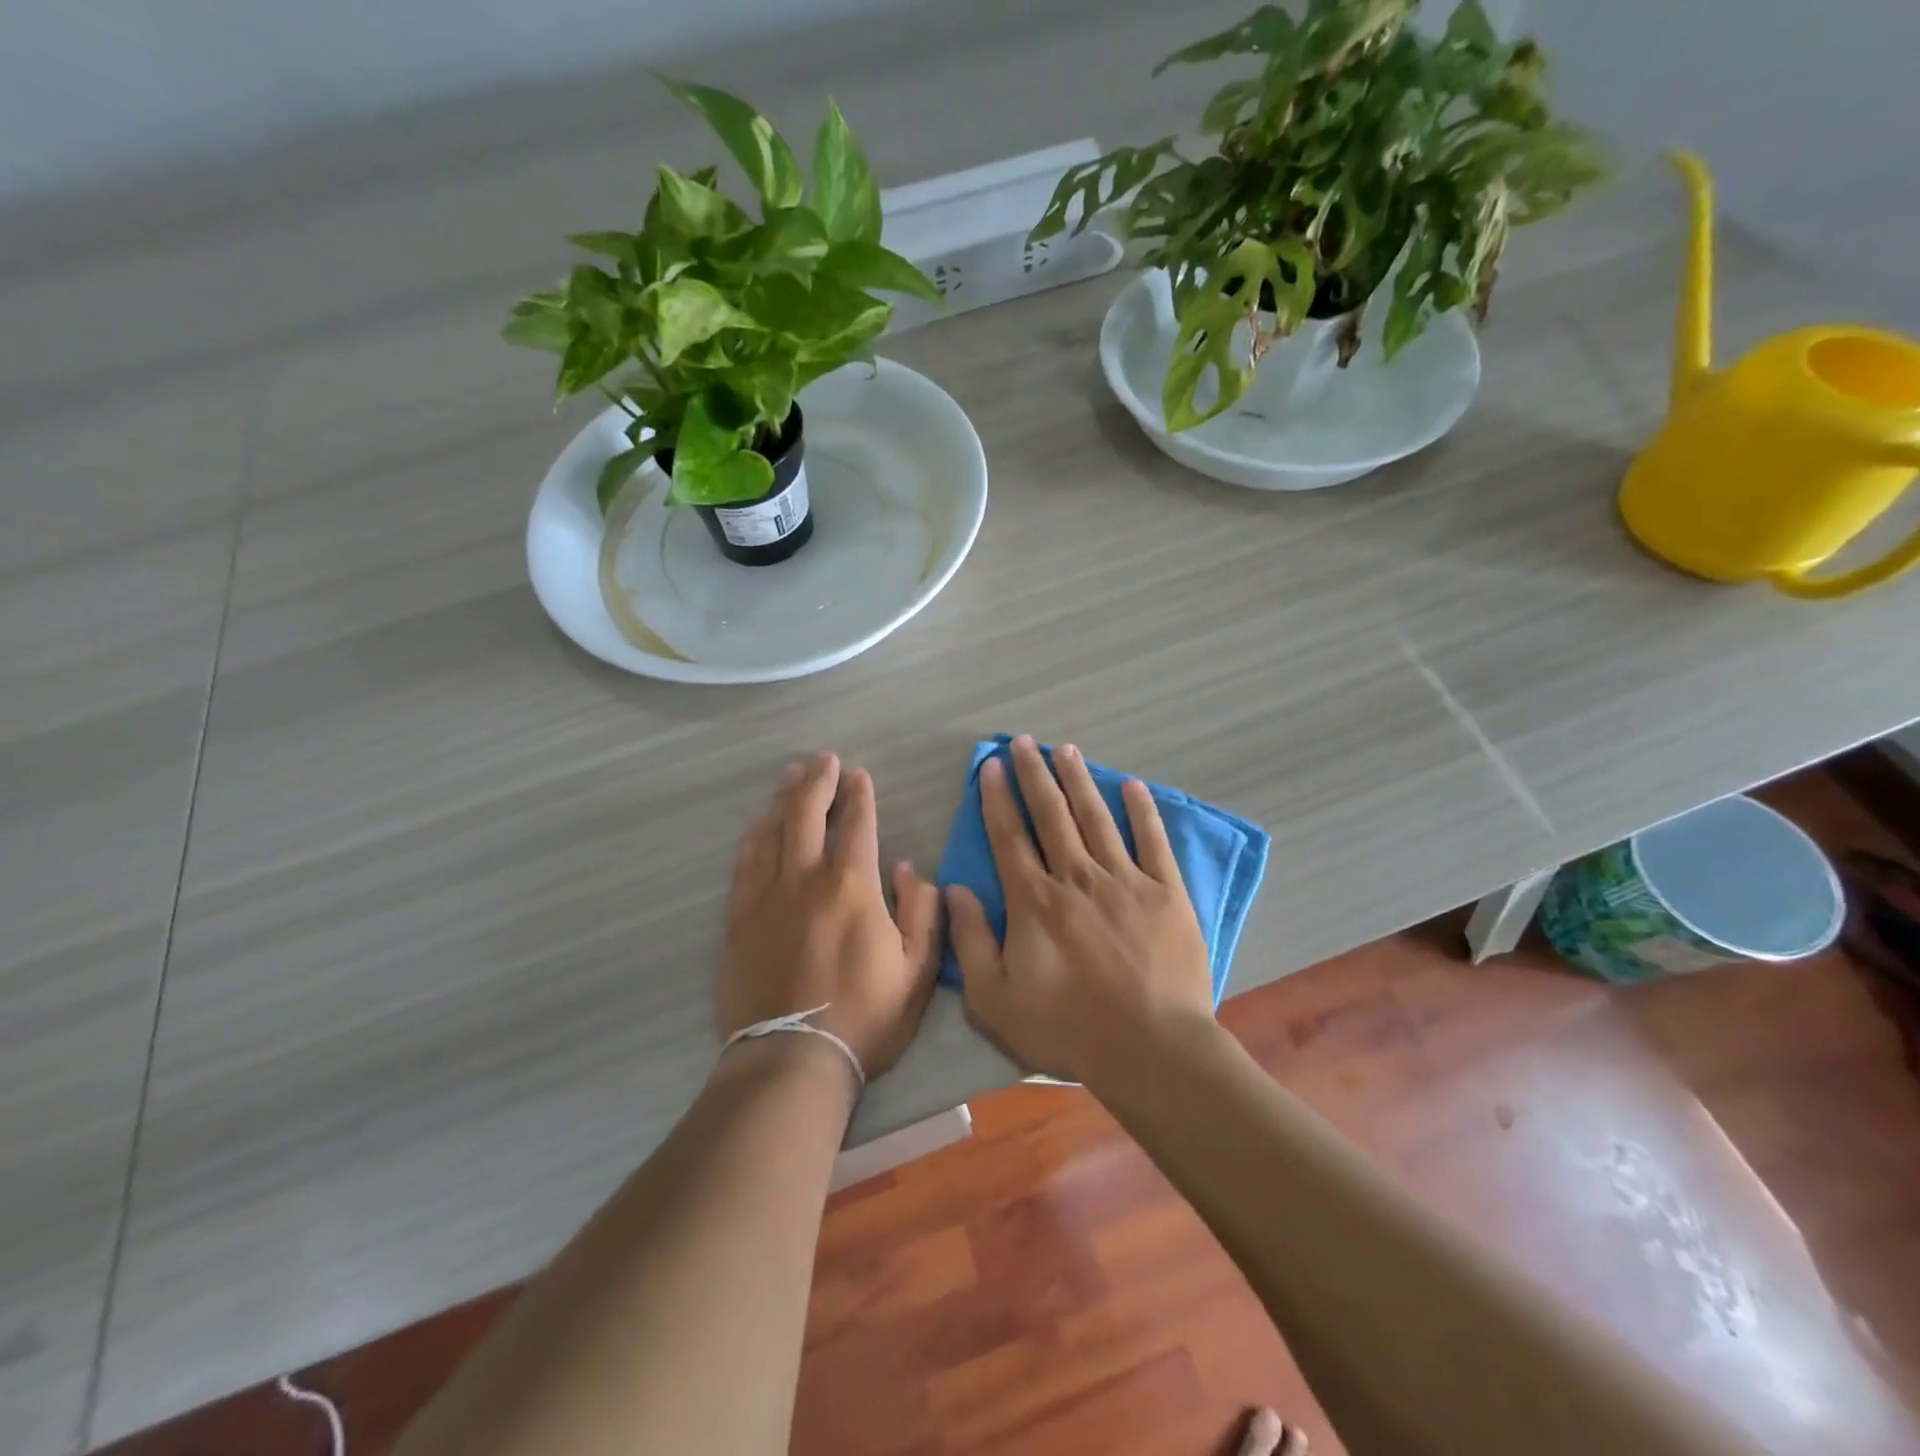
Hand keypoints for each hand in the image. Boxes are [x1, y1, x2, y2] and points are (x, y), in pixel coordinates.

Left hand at [717, 752, 941, 1081]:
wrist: (792, 1058)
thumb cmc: (865, 1016)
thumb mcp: (918, 970)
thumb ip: (923, 912)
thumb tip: (908, 869)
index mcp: (853, 886)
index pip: (857, 825)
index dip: (859, 796)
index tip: (859, 776)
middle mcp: (805, 878)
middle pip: (807, 814)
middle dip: (818, 780)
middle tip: (823, 759)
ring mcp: (766, 895)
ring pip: (773, 830)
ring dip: (784, 798)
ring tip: (791, 774)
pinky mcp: (738, 916)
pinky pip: (745, 861)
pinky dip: (755, 833)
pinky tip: (760, 822)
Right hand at [945, 735, 1214, 1086]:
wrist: (1151, 1049)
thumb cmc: (1067, 1029)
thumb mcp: (995, 1000)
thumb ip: (970, 942)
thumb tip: (955, 890)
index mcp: (1035, 902)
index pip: (1010, 837)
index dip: (997, 798)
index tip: (990, 765)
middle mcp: (1077, 878)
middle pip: (1052, 815)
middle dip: (1034, 775)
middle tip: (1024, 742)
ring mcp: (1125, 881)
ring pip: (1096, 818)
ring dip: (1079, 781)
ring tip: (1066, 750)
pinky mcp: (1166, 893)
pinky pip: (1152, 841)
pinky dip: (1142, 811)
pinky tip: (1132, 785)